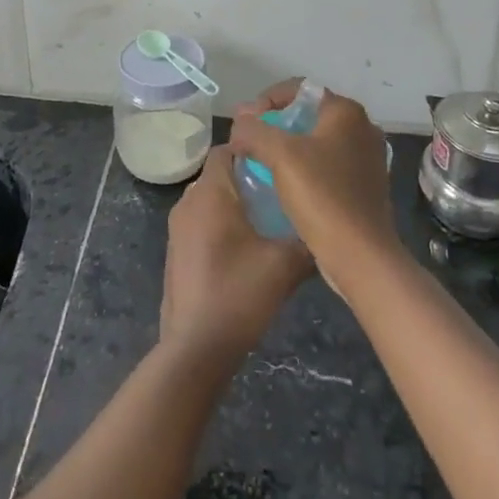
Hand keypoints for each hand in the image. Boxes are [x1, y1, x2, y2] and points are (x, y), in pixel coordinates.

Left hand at [159, 147, 313, 365]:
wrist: (196, 348)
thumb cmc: (239, 294)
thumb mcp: (285, 266)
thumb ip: (307, 242)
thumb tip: (323, 232)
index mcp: (210, 193)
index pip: (225, 150)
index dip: (251, 151)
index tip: (278, 164)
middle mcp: (188, 202)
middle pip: (218, 175)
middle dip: (246, 179)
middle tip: (279, 193)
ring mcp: (177, 229)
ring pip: (208, 201)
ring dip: (233, 205)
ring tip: (266, 223)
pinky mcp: (175, 253)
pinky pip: (199, 224)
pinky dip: (219, 226)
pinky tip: (244, 252)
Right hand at [228, 80, 404, 290]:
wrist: (361, 256)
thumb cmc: (322, 196)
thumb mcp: (279, 155)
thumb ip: (254, 130)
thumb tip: (239, 122)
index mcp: (346, 112)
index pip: (298, 89)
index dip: (265, 100)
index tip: (245, 124)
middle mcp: (362, 128)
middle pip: (307, 113)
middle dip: (274, 124)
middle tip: (248, 142)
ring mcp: (367, 158)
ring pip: (316, 140)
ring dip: (288, 147)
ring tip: (261, 163)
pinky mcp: (366, 185)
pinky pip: (327, 164)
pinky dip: (304, 167)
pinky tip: (285, 184)